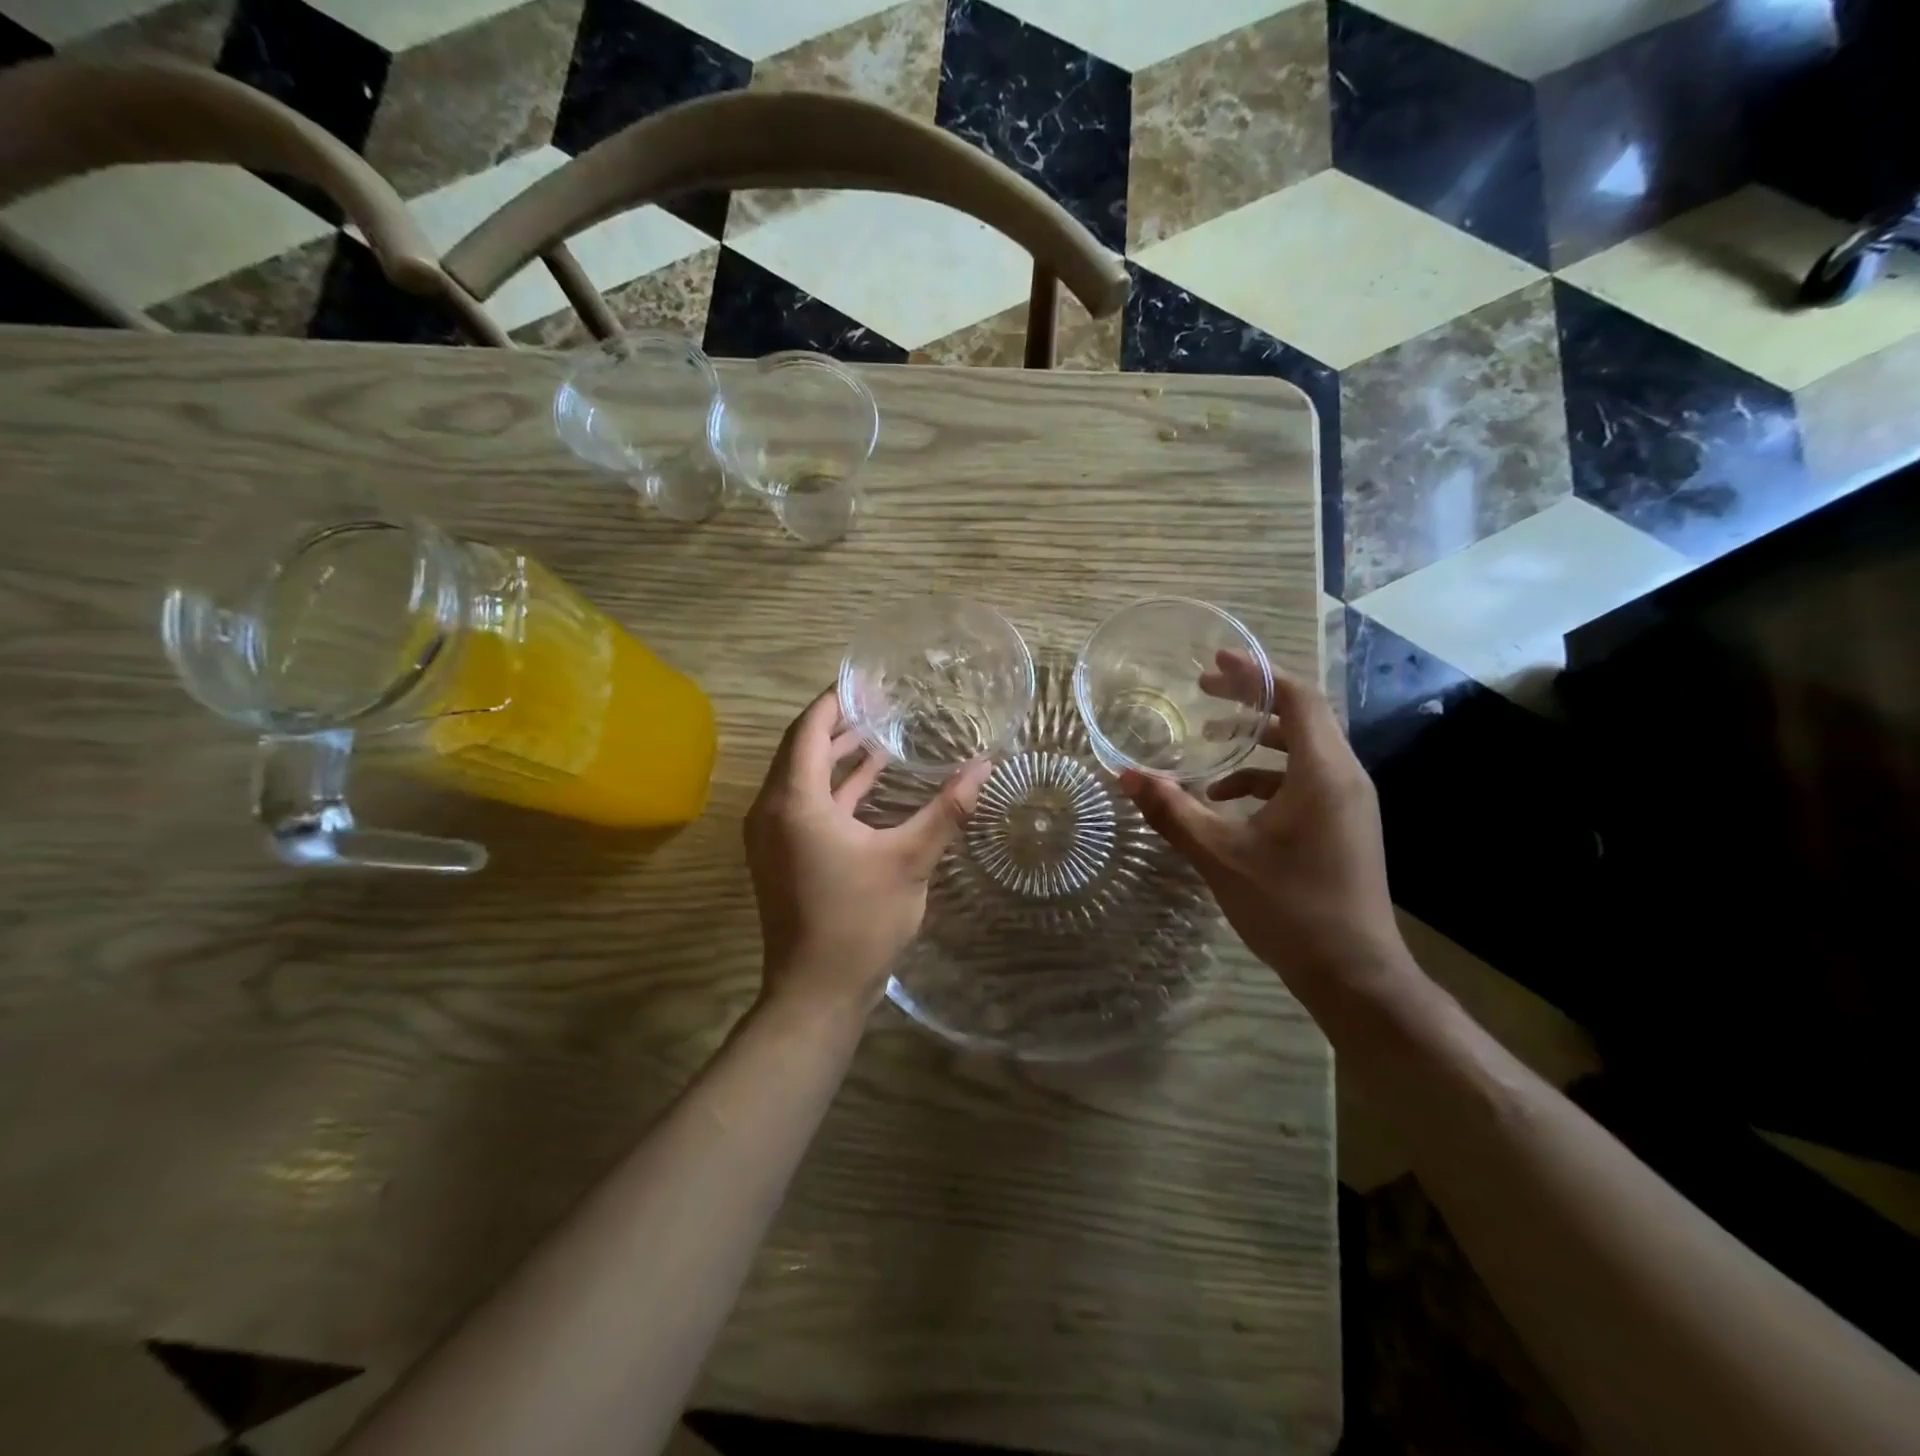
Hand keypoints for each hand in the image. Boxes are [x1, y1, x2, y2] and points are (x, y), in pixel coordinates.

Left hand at [745, 688, 992, 1015]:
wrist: (816, 992)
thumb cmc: (859, 922)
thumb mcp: (909, 861)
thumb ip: (946, 811)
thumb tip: (985, 767)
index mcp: (794, 802)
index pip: (807, 730)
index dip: (835, 701)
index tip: (866, 681)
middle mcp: (773, 810)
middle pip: (800, 748)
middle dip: (838, 723)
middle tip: (879, 700)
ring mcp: (773, 835)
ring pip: (802, 777)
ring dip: (836, 755)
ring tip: (880, 731)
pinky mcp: (782, 854)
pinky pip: (805, 803)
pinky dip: (835, 787)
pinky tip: (872, 780)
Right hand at [1121, 654, 1402, 984]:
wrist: (1354, 975)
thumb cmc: (1290, 908)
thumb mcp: (1221, 856)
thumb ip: (1172, 811)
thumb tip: (1125, 775)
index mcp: (1322, 773)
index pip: (1296, 698)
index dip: (1255, 674)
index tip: (1214, 662)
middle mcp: (1344, 778)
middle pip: (1300, 717)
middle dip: (1250, 701)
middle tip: (1203, 693)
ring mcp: (1348, 803)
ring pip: (1302, 750)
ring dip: (1255, 741)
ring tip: (1206, 747)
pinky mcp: (1343, 825)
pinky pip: (1304, 781)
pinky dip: (1264, 778)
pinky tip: (1225, 801)